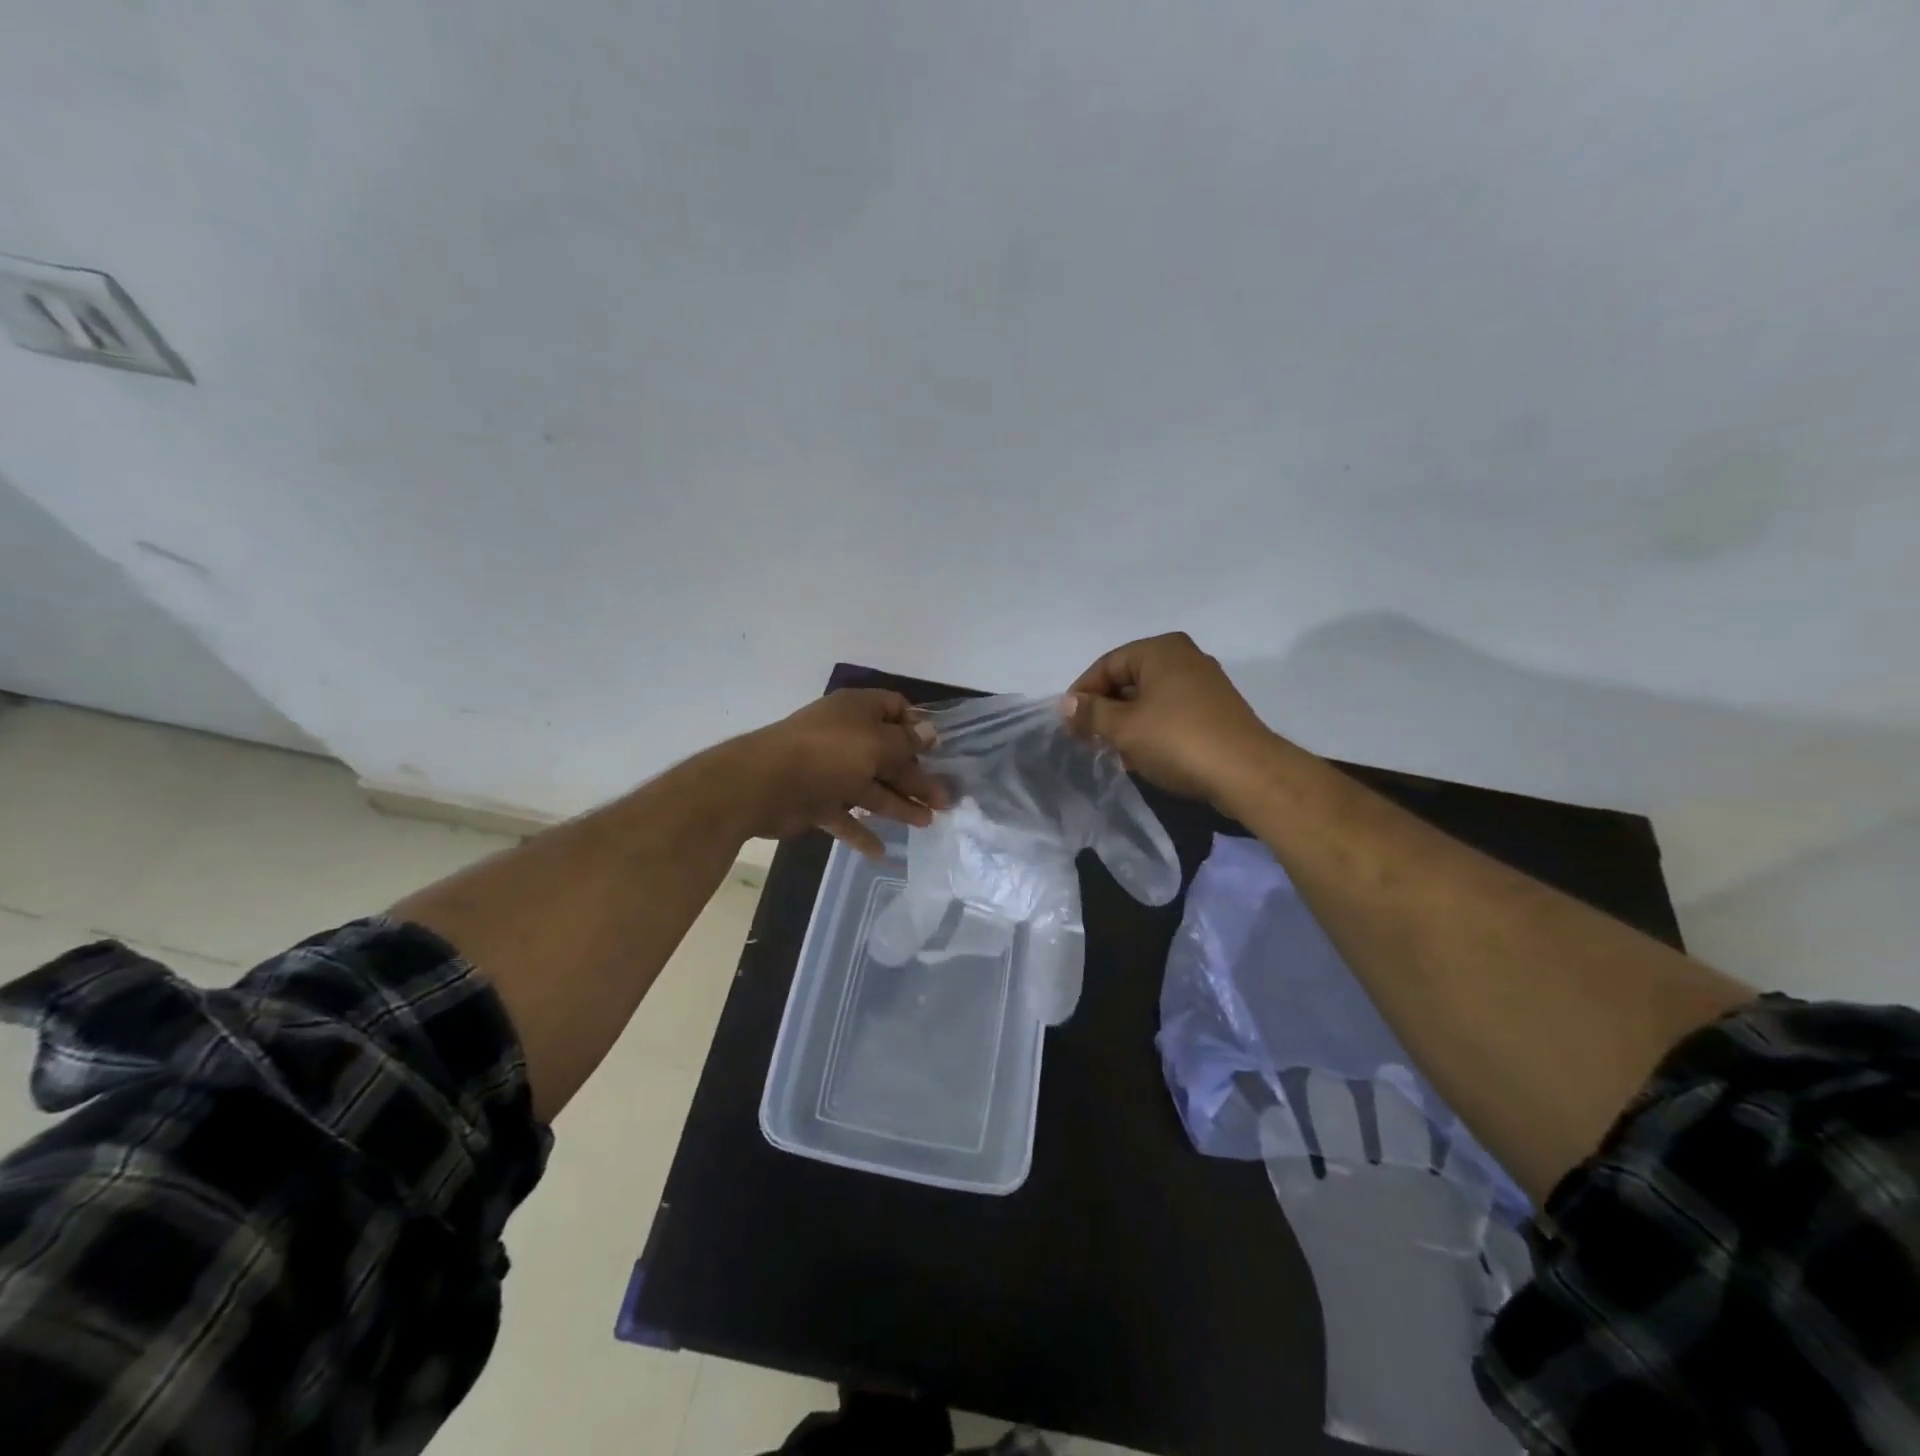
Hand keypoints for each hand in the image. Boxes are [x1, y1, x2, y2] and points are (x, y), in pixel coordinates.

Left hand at [730, 689, 945, 858]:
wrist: (763, 784)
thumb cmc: (829, 753)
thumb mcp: (877, 744)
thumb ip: (906, 744)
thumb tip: (929, 733)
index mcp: (858, 711)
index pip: (895, 709)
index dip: (917, 727)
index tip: (937, 751)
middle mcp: (845, 736)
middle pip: (889, 755)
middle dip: (917, 777)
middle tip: (945, 801)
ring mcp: (829, 770)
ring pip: (871, 787)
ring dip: (899, 805)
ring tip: (927, 823)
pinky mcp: (816, 801)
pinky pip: (845, 816)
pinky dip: (862, 832)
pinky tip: (882, 851)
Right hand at [1061, 632, 1273, 803]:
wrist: (1246, 773)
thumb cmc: (1178, 740)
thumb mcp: (1124, 728)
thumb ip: (1091, 713)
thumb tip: (1067, 703)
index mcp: (1161, 650)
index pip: (1107, 665)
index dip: (1083, 694)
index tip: (1068, 724)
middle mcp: (1184, 658)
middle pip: (1128, 680)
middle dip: (1104, 711)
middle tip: (1086, 740)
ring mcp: (1203, 684)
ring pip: (1149, 699)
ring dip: (1125, 724)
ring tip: (1111, 753)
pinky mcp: (1214, 711)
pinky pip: (1170, 713)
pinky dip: (1150, 730)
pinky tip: (1140, 757)